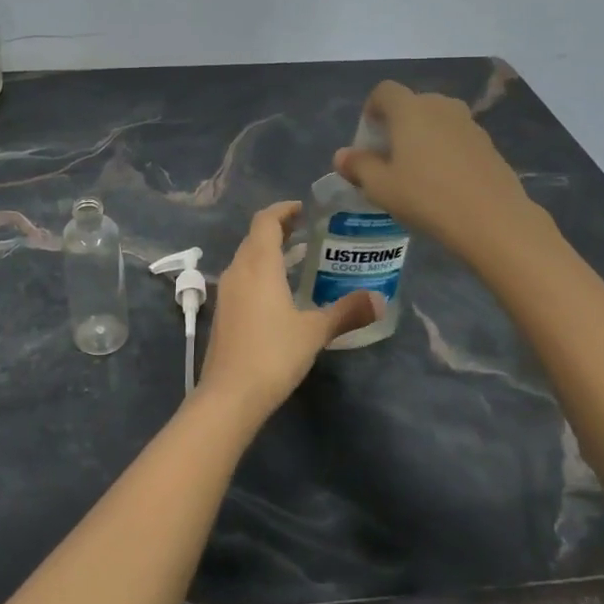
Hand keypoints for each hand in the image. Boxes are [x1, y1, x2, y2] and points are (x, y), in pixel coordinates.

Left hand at [199, 201, 379, 419]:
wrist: (229, 394)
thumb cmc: (273, 353)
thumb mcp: (315, 331)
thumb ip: (347, 311)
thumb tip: (380, 300)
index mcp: (258, 264)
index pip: (266, 220)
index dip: (284, 209)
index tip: (306, 210)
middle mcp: (238, 270)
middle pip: (255, 236)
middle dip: (279, 229)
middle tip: (309, 232)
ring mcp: (227, 292)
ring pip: (246, 258)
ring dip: (268, 251)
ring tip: (298, 258)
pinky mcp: (223, 312)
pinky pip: (242, 278)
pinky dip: (260, 272)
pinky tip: (280, 292)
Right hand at [334, 81, 537, 252]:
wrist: (492, 219)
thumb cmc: (426, 197)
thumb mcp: (380, 187)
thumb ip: (358, 166)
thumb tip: (342, 156)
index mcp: (410, 110)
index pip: (384, 91)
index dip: (372, 109)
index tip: (368, 139)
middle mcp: (440, 106)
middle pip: (411, 105)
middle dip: (396, 126)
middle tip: (389, 159)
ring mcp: (469, 124)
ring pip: (436, 121)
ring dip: (422, 138)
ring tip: (416, 173)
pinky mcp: (488, 144)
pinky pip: (456, 138)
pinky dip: (445, 151)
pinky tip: (444, 184)